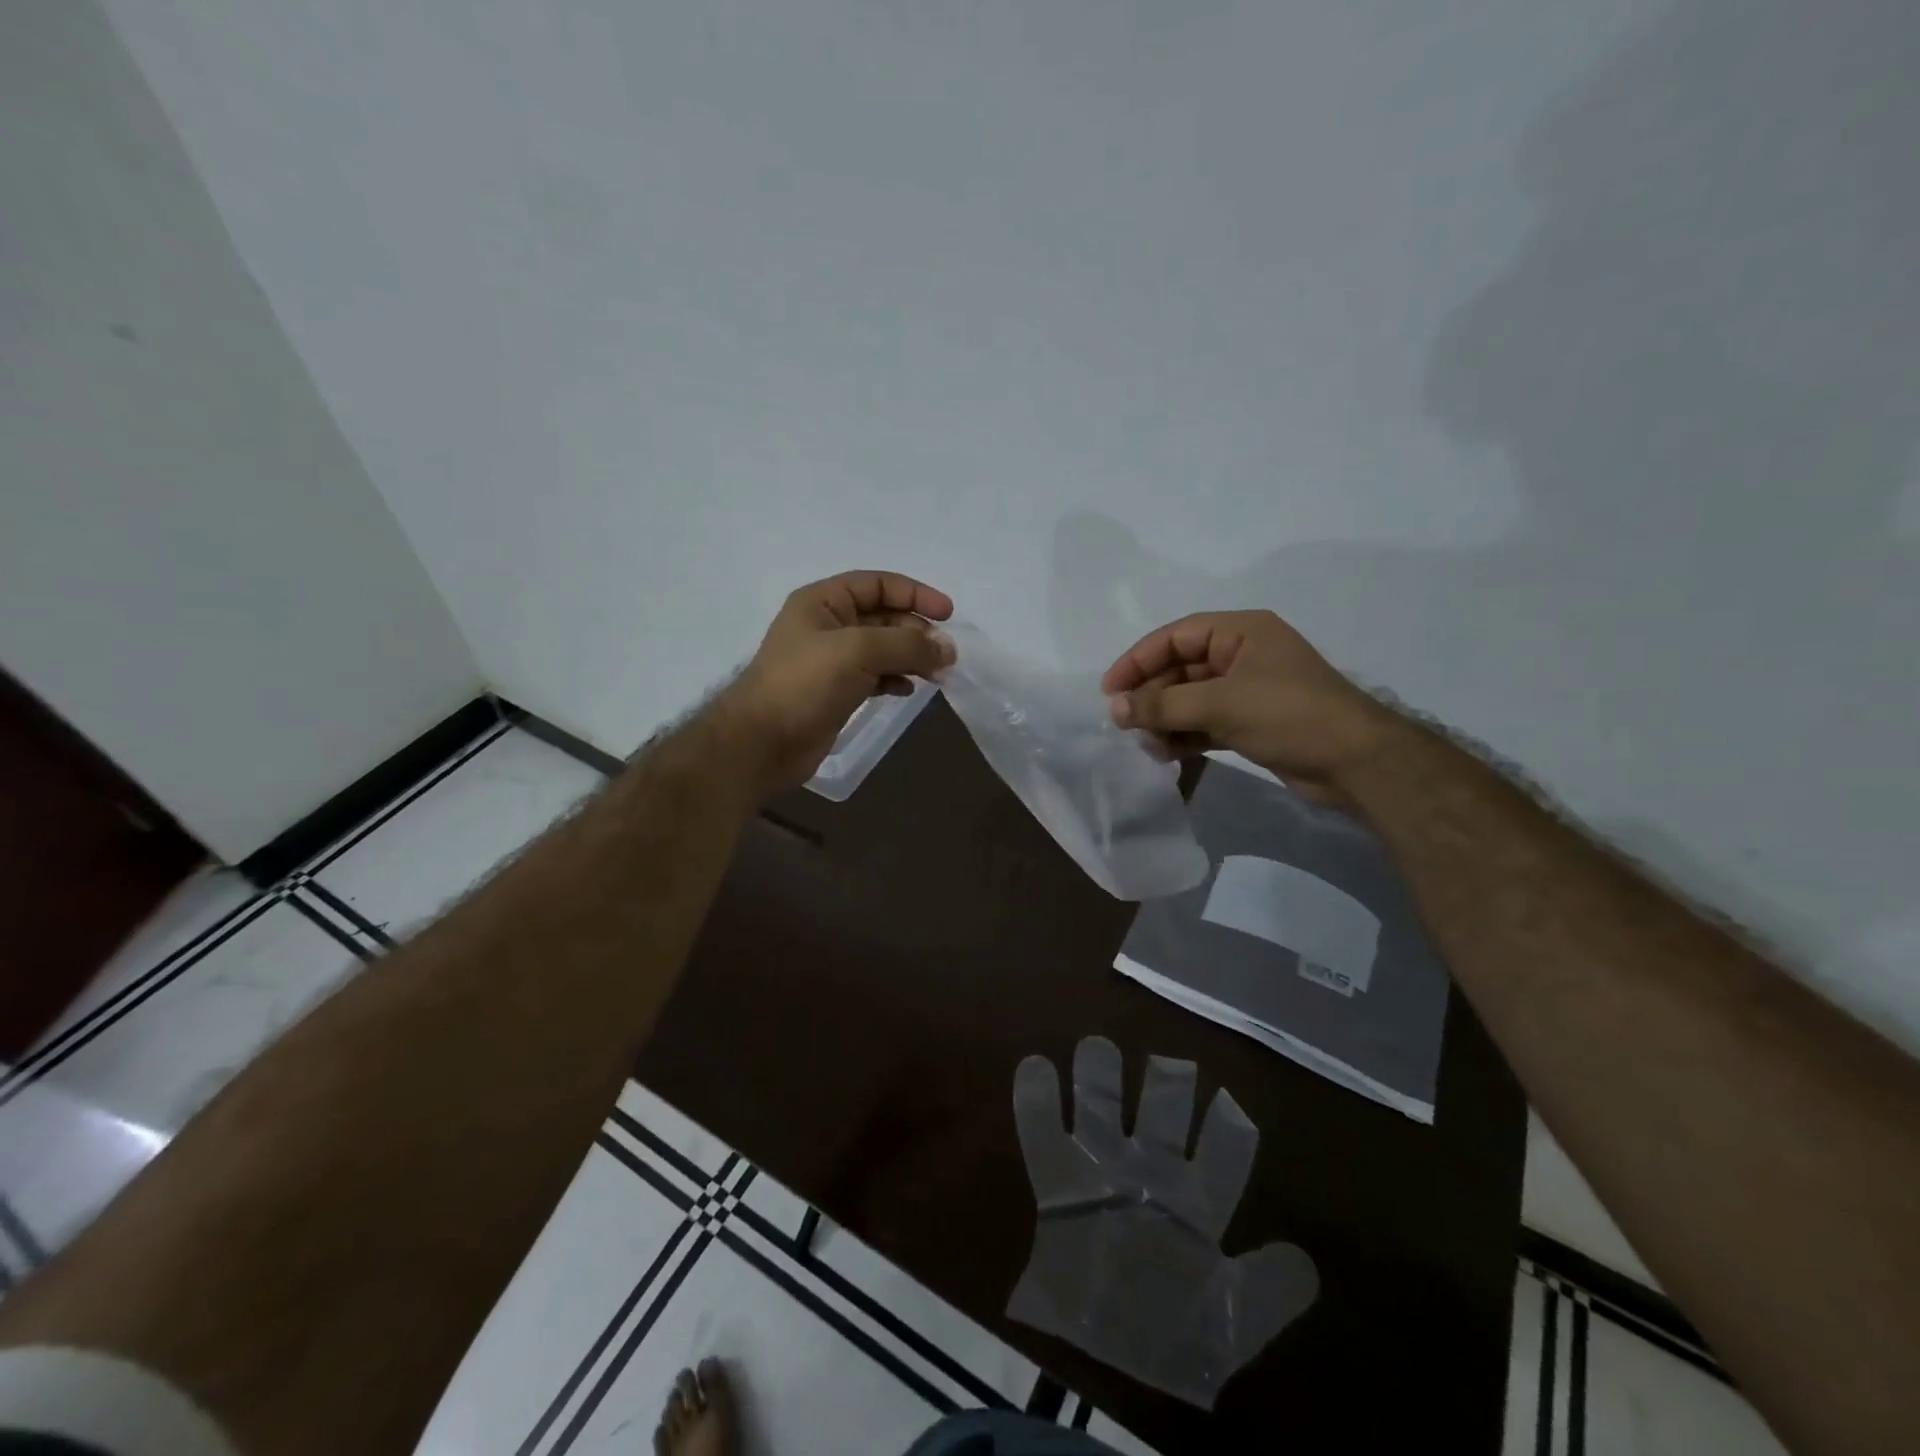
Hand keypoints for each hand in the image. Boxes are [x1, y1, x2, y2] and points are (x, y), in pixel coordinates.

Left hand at [717, 571, 954, 797]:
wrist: (763, 742)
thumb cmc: (805, 683)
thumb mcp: (859, 651)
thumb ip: (907, 644)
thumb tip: (948, 648)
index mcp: (823, 601)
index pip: (878, 584)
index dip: (915, 594)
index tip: (948, 614)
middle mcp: (827, 625)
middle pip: (883, 616)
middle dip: (917, 631)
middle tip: (945, 655)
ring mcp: (831, 661)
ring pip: (882, 649)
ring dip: (911, 657)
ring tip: (936, 675)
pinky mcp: (836, 692)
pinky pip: (875, 676)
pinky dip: (895, 680)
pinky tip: (908, 691)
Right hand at [1007, 1036, 1318, 1407]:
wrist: (1103, 1361)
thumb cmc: (1174, 1338)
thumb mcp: (1229, 1325)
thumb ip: (1266, 1292)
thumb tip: (1304, 1262)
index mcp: (1195, 1202)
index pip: (1222, 1152)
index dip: (1228, 1128)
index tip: (1228, 1101)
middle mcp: (1150, 1172)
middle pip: (1162, 1112)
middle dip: (1165, 1082)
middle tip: (1166, 1063)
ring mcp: (1101, 1171)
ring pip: (1101, 1105)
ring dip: (1097, 1075)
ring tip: (1096, 1047)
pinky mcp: (1056, 1182)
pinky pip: (1041, 1132)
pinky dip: (1036, 1100)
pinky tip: (1036, 1066)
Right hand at [1101, 610, 1401, 803]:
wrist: (1357, 763)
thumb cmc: (1288, 715)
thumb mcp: (1220, 704)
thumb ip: (1163, 705)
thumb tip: (1114, 709)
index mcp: (1241, 632)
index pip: (1175, 636)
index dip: (1138, 660)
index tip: (1109, 690)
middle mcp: (1243, 654)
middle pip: (1180, 668)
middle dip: (1151, 696)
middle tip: (1125, 724)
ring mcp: (1248, 690)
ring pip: (1190, 699)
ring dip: (1165, 720)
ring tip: (1147, 745)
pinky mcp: (1252, 722)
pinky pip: (1205, 722)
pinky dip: (1184, 735)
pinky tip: (1166, 754)